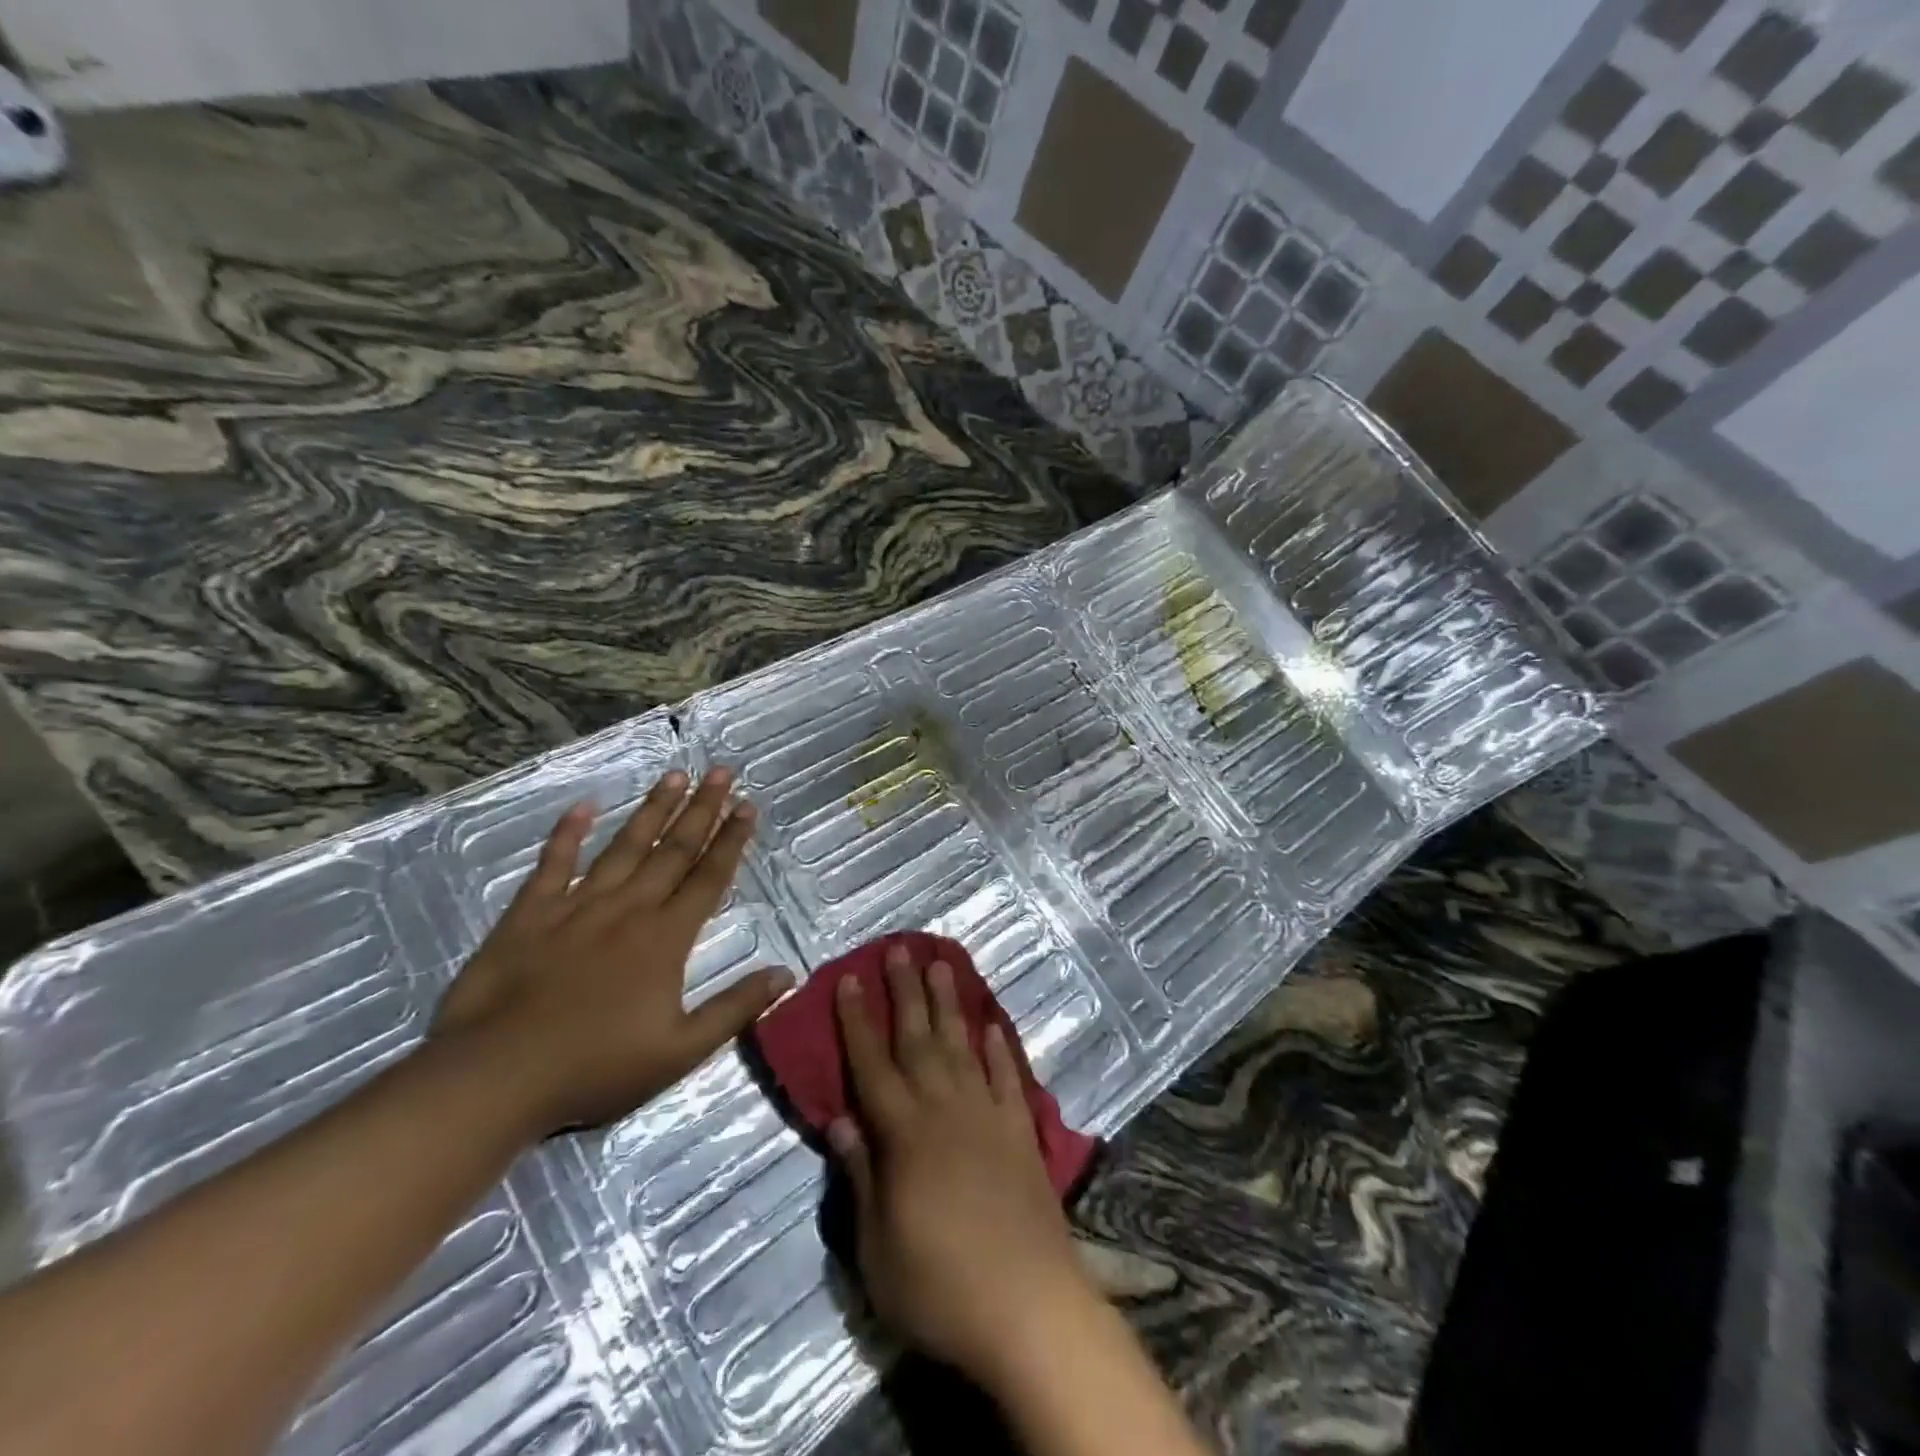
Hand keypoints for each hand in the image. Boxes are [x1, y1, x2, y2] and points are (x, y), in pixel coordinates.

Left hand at [432, 767, 791, 1137]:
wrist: (495, 1077)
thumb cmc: (595, 1068)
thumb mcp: (680, 1051)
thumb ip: (735, 1008)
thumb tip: (787, 973)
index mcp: (665, 938)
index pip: (708, 877)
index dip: (731, 840)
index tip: (747, 805)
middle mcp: (628, 909)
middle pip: (673, 849)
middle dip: (701, 808)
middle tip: (720, 771)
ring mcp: (577, 906)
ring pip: (624, 846)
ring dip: (652, 809)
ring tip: (674, 775)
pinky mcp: (530, 914)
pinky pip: (553, 864)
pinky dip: (567, 834)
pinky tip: (583, 806)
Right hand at [827, 941, 1097, 1388]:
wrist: (1029, 1310)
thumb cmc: (941, 1288)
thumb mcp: (877, 1249)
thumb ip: (861, 1177)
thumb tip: (840, 1119)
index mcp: (904, 1135)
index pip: (872, 1065)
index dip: (857, 1020)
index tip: (849, 978)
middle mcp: (945, 1110)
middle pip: (919, 1039)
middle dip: (905, 991)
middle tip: (900, 948)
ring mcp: (988, 1116)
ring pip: (962, 1046)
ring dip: (950, 1004)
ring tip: (942, 964)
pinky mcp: (1021, 1132)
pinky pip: (1007, 1078)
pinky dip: (998, 1049)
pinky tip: (991, 1026)